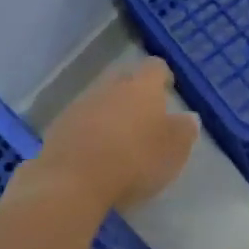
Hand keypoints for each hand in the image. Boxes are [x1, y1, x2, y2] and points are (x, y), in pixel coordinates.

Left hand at [33, 59, 197, 212]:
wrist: (72, 182)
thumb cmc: (134, 161)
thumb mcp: (173, 151)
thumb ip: (184, 131)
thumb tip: (188, 118)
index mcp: (143, 86)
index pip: (156, 67)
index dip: (162, 77)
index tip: (167, 91)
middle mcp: (111, 86)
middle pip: (125, 78)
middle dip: (134, 91)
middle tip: (144, 115)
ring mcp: (82, 104)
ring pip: (101, 98)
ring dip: (110, 111)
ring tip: (118, 138)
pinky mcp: (59, 126)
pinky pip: (81, 120)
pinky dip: (89, 130)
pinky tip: (94, 153)